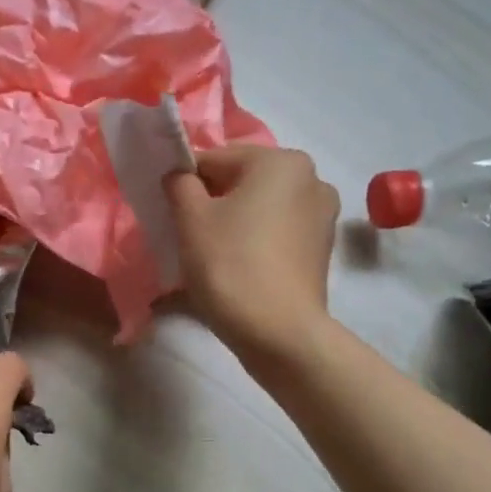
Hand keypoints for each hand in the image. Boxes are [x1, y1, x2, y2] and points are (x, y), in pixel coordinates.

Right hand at [165, 144, 340, 361]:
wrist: (278, 333)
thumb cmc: (230, 266)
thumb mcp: (190, 219)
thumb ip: (179, 184)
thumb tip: (181, 176)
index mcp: (280, 161)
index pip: (215, 159)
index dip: (185, 183)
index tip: (169, 213)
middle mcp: (310, 178)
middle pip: (241, 182)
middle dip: (211, 203)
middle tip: (187, 237)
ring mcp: (321, 216)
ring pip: (259, 209)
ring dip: (232, 223)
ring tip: (210, 257)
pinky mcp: (320, 249)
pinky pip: (275, 233)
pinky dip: (253, 242)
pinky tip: (236, 269)